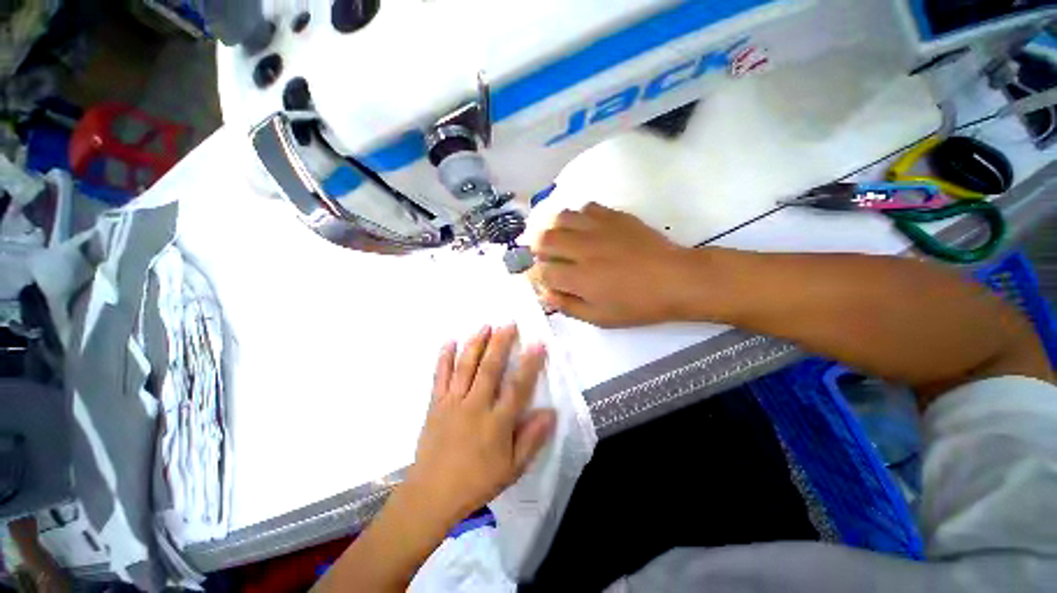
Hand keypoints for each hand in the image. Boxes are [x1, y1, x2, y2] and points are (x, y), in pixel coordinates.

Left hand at [405, 325, 556, 523]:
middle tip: (508, 323)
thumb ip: (532, 439)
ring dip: (476, 344)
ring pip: (465, 367)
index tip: (537, 343)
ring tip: (485, 326)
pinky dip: (444, 358)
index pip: (517, 387)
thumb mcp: (512, 468)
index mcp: (496, 423)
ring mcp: (452, 403)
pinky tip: (450, 342)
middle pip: (489, 368)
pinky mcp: (435, 404)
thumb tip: (551, 413)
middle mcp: (475, 406)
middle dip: (500, 343)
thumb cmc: (476, 482)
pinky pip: (440, 376)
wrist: (431, 495)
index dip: (529, 364)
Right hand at [530, 203, 706, 326]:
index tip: (543, 279)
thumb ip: (568, 306)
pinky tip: (587, 229)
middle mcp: (582, 249)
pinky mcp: (614, 216)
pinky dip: (580, 217)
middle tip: (547, 257)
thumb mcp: (600, 318)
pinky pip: (587, 208)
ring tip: (562, 239)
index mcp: (578, 278)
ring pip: (561, 218)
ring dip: (555, 229)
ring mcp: (598, 229)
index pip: (542, 272)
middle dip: (539, 249)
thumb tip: (546, 294)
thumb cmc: (637, 305)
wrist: (676, 279)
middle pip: (545, 239)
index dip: (538, 276)